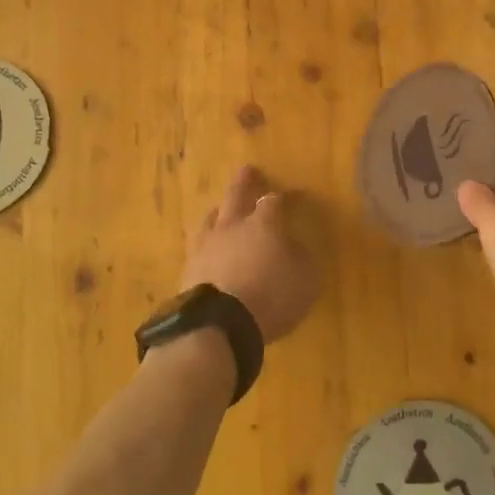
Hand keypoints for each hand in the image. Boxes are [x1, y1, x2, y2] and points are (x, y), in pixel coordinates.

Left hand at [181, 167, 320, 342]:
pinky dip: (206, 244)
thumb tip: (293, 247)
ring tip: (220, 209)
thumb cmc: (272, 296)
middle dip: (244, 182)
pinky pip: (198, 247)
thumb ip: (301, 258)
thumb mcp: (306, 279)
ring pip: (211, 218)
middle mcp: (232, 226)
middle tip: (248, 170)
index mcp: (263, 224)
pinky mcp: (188, 269)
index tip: (293, 195)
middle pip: (236, 196)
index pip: (274, 201)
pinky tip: (207, 248)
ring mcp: (205, 246)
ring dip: (218, 210)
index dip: (285, 197)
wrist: (219, 324)